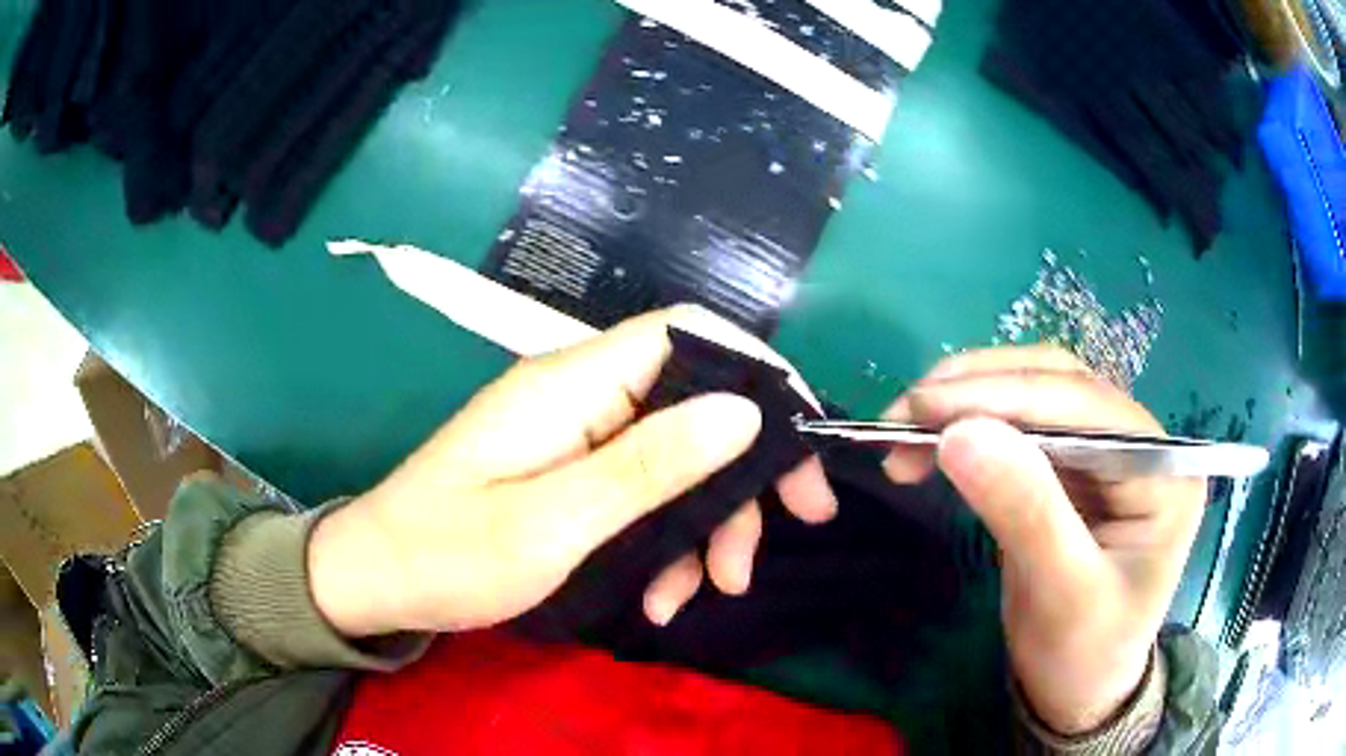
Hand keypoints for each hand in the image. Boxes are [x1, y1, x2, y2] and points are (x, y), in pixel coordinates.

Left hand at [308, 305, 836, 637]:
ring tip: (708, 593)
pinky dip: (665, 544)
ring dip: (707, 524)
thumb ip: (650, 465)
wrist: (379, 580)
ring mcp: (577, 439)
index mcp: (574, 383)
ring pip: (677, 460)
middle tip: (791, 531)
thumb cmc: (450, 552)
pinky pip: (642, 495)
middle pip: (695, 404)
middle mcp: (583, 397)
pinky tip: (661, 600)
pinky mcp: (571, 476)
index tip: (803, 440)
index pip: (687, 334)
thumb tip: (746, 411)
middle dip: (746, 472)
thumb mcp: (555, 522)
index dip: (756, 371)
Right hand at [883, 346, 1205, 734]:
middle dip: (979, 390)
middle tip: (904, 413)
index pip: (1086, 406)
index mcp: (1164, 470)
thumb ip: (1025, 512)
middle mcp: (1141, 443)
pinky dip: (971, 430)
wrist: (1077, 691)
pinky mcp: (1072, 469)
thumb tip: (959, 434)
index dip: (1006, 396)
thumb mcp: (1061, 596)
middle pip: (1059, 383)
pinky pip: (1020, 430)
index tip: (925, 408)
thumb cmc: (1083, 655)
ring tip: (905, 429)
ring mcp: (1106, 452)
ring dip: (967, 403)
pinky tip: (934, 445)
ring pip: (1034, 397)